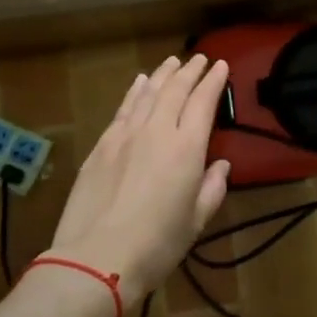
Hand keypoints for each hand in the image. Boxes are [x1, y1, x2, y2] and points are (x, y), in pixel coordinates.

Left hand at [50, 54, 231, 302]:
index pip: (203, 102)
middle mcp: (157, 131)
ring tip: (172, 62)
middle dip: (189, 71)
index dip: (213, 82)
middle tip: (199, 59)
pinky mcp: (102, 145)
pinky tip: (139, 83)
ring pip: (148, 93)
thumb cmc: (156, 245)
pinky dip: (135, 91)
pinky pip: (124, 108)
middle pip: (175, 90)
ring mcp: (125, 135)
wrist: (96, 257)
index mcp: (187, 148)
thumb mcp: (195, 222)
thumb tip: (220, 165)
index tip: (220, 66)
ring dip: (162, 75)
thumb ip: (212, 188)